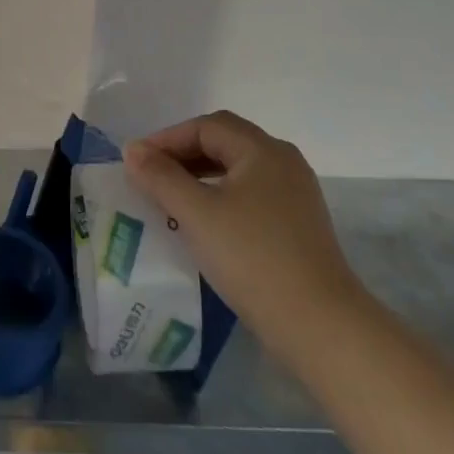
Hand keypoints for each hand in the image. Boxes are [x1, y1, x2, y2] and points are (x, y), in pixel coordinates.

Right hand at [124, 111, 363, 343]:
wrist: (321, 327)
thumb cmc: (253, 259)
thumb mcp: (197, 214)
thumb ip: (161, 177)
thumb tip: (132, 150)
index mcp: (262, 150)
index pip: (205, 127)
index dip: (167, 139)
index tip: (137, 162)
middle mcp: (283, 161)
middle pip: (224, 142)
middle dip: (183, 155)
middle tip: (150, 176)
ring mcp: (295, 194)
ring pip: (238, 170)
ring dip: (201, 176)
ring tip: (171, 199)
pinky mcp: (299, 224)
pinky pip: (251, 194)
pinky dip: (222, 197)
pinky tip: (205, 223)